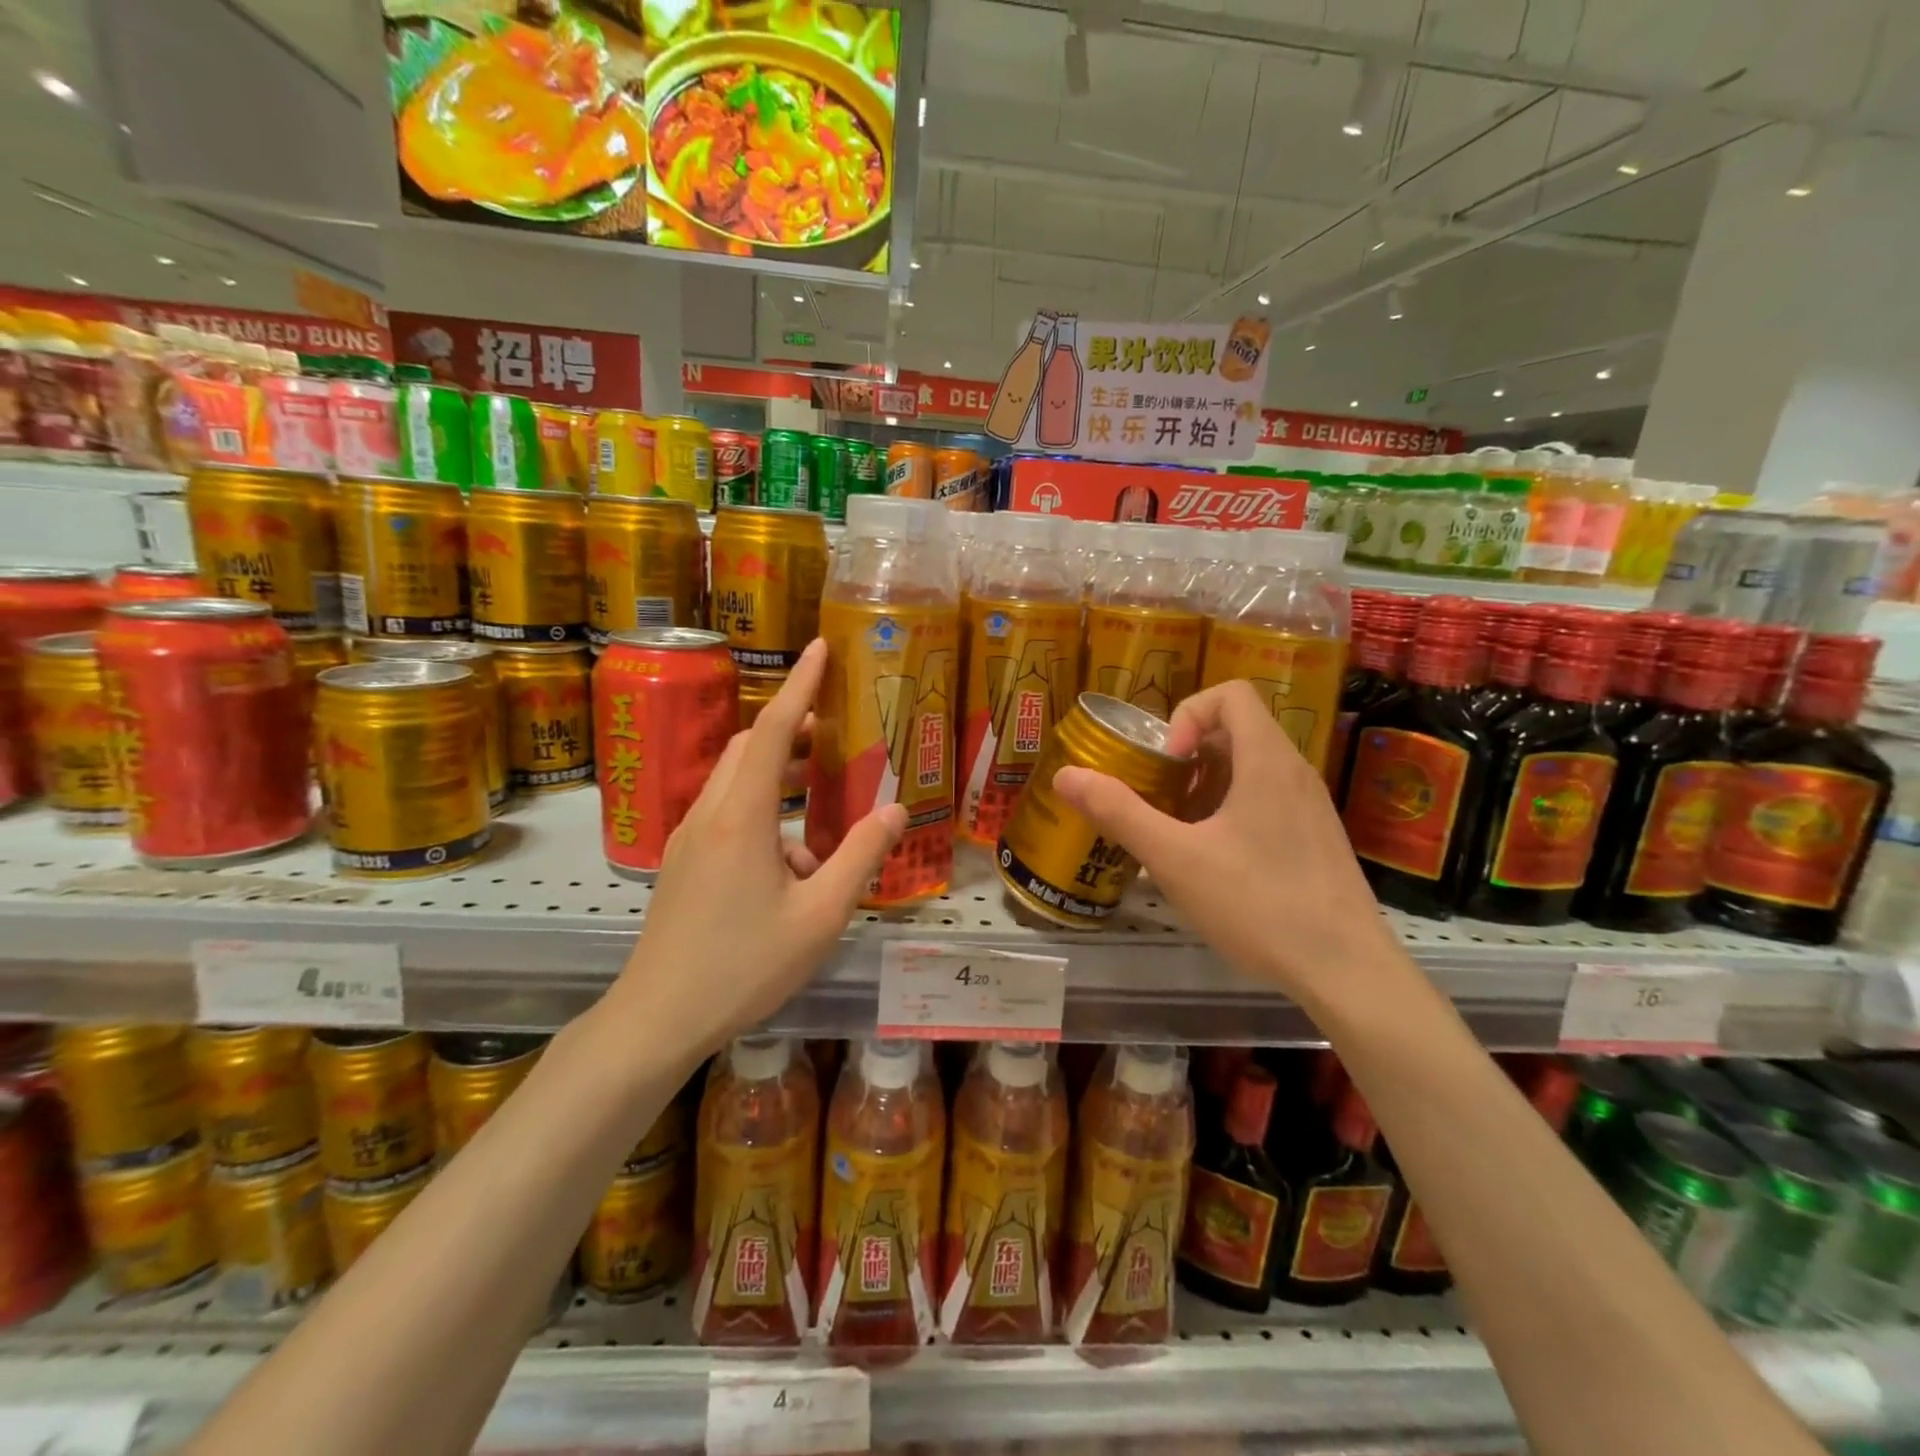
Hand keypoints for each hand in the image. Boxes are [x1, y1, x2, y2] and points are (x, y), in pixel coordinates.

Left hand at [609, 640, 906, 1056]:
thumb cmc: (743, 966)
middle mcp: (709, 814)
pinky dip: (761, 810)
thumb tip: (896, 809)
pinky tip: (792, 861)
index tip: (820, 647)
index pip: (770, 730)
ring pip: (734, 780)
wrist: (658, 1017)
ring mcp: (689, 838)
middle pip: (747, 748)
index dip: (799, 685)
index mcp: (741, 817)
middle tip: (833, 730)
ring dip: (775, 772)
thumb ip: (860, 857)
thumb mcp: (819, 916)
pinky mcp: (683, 862)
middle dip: (789, 727)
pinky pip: (725, 813)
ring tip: (820, 795)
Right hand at [1052, 680, 1407, 1007]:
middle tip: (1160, 800)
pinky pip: (1265, 801)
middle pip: (1235, 731)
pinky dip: (1229, 813)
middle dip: (1186, 758)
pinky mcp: (1314, 838)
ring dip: (1204, 788)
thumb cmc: (1259, 904)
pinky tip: (1212, 864)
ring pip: (1248, 770)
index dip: (1187, 716)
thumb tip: (1065, 775)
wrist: (1347, 971)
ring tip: (1179, 835)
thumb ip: (1118, 812)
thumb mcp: (1175, 859)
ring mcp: (1310, 807)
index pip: (1229, 694)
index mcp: (1267, 761)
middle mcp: (1294, 772)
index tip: (1167, 763)